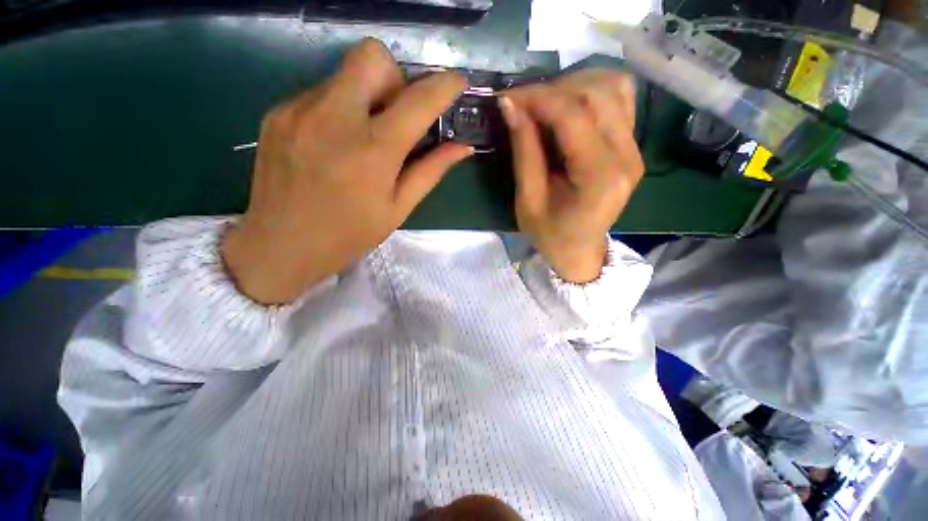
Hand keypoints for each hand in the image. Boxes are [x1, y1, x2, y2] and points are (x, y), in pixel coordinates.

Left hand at [222, 39, 471, 304]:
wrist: (279, 246)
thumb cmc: (348, 235)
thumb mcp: (398, 210)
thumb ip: (430, 172)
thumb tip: (462, 148)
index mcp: (373, 151)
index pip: (417, 101)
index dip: (444, 86)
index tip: (457, 82)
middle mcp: (334, 118)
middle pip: (373, 56)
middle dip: (395, 79)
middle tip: (396, 117)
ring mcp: (299, 109)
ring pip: (345, 73)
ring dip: (366, 96)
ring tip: (362, 138)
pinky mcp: (277, 112)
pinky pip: (320, 92)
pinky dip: (339, 109)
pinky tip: (334, 144)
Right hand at [501, 70, 643, 282]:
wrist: (580, 251)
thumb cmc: (550, 236)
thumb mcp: (528, 201)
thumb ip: (524, 152)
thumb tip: (511, 106)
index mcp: (600, 178)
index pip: (573, 116)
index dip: (538, 98)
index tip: (507, 98)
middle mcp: (626, 156)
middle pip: (596, 93)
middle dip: (552, 89)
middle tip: (522, 104)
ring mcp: (634, 148)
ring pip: (612, 87)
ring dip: (573, 86)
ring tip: (543, 105)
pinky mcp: (631, 145)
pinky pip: (619, 99)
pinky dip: (590, 92)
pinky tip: (568, 108)